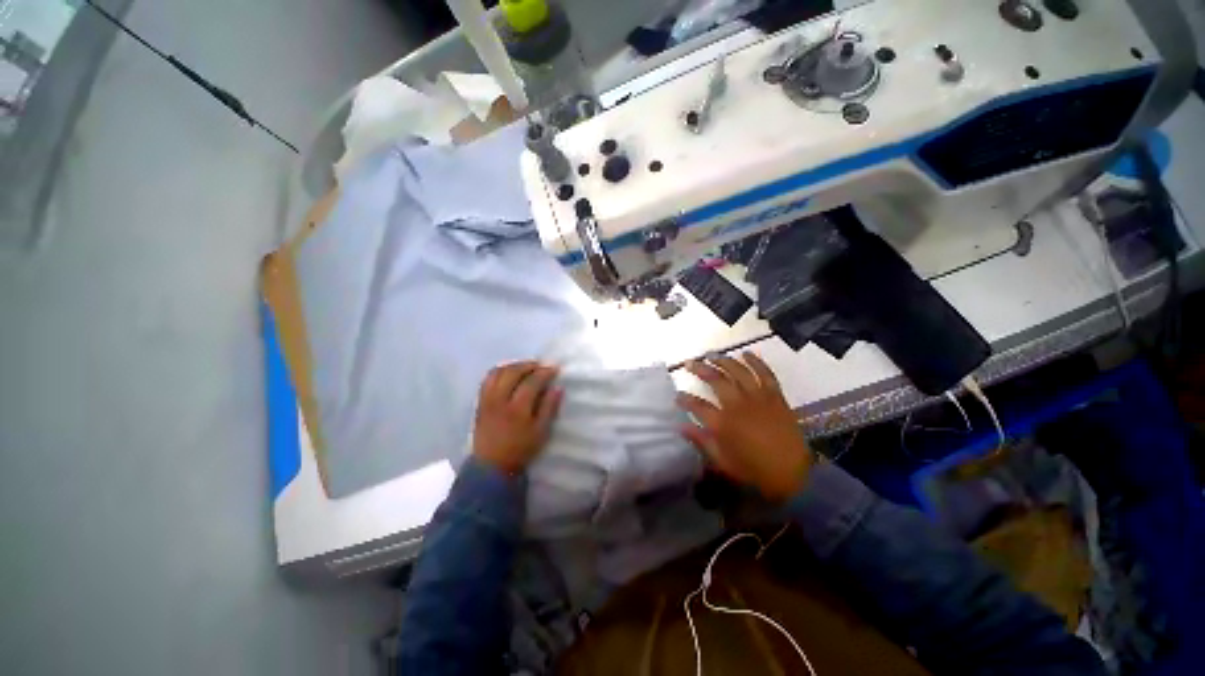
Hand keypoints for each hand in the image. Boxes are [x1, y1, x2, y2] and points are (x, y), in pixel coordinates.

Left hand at [472, 361, 562, 474]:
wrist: (491, 466)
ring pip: (498, 372)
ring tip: (525, 367)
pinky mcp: (480, 402)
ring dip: (514, 365)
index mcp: (517, 408)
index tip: (554, 368)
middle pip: (513, 372)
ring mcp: (487, 399)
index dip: (545, 372)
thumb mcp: (541, 432)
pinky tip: (509, 373)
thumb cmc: (520, 450)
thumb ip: (549, 407)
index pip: (532, 381)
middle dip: (529, 365)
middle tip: (541, 365)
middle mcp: (500, 399)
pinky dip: (500, 371)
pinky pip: (488, 379)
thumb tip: (558, 387)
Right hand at [676, 352, 813, 501]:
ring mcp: (758, 398)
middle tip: (689, 363)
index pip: (697, 405)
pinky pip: (765, 374)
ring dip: (723, 360)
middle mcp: (737, 405)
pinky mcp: (775, 397)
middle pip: (716, 380)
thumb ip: (701, 441)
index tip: (677, 395)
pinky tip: (746, 353)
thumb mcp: (722, 462)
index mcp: (722, 423)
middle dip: (700, 369)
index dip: (685, 398)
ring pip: (738, 371)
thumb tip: (681, 427)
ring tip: (712, 355)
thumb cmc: (753, 470)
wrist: (792, 474)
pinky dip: (756, 362)